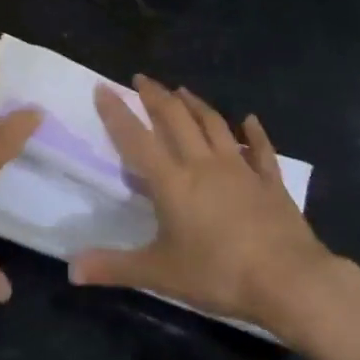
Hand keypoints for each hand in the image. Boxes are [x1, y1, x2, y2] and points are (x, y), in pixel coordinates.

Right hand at [70, 76, 352, 350]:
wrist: (289, 280)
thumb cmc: (218, 273)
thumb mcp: (160, 274)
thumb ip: (114, 267)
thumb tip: (70, 269)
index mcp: (172, 181)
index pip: (137, 138)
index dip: (117, 112)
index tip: (103, 88)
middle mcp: (203, 164)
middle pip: (176, 119)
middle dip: (157, 96)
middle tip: (142, 79)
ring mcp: (239, 169)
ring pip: (214, 125)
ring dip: (196, 104)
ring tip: (182, 90)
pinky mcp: (270, 182)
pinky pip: (260, 150)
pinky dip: (254, 133)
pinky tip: (250, 120)